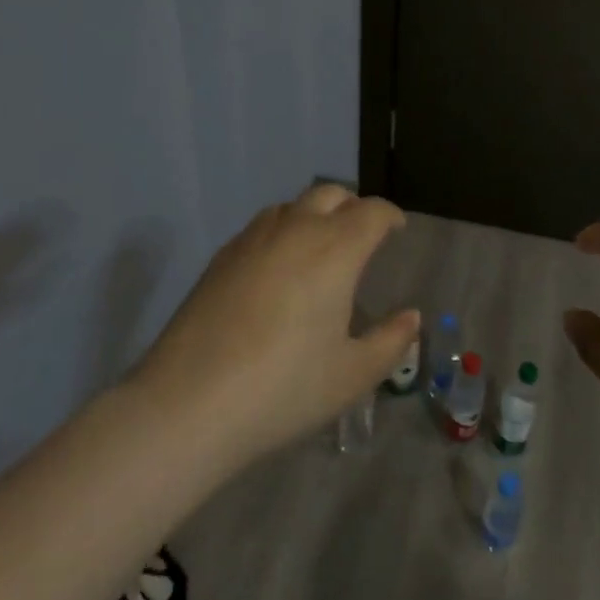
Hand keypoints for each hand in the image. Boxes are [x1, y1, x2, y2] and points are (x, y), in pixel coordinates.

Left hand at [136, 184, 416, 469]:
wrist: (188, 404)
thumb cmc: (284, 389)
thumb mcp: (352, 375)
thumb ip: (390, 341)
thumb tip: (411, 317)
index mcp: (336, 250)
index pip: (372, 212)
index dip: (390, 216)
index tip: (397, 230)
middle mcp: (295, 230)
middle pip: (330, 195)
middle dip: (352, 208)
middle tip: (361, 237)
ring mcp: (252, 240)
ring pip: (292, 206)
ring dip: (314, 215)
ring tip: (319, 249)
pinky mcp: (220, 258)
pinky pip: (261, 227)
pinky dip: (281, 232)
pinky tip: (277, 269)